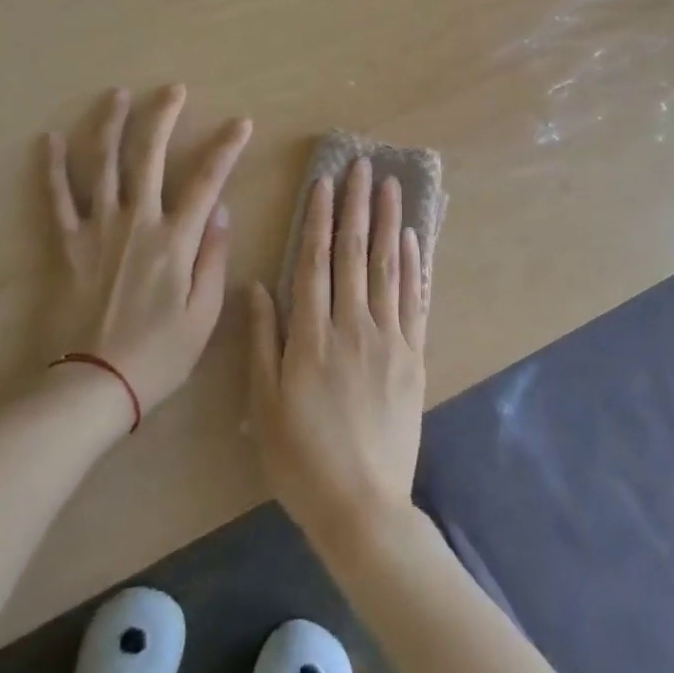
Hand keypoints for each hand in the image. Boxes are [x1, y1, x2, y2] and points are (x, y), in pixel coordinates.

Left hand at [45, 85, 251, 421]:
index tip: (241, 123)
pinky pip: (58, 198)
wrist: (94, 384)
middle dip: (163, 116)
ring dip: (111, 125)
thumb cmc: (159, 354)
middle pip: (150, 155)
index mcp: (175, 239)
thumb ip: (213, 257)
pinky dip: (53, 168)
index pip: (207, 180)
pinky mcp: (68, 243)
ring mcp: (98, 228)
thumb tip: (221, 209)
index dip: (227, 147)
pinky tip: (49, 139)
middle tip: (173, 89)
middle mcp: (137, 221)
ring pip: (104, 164)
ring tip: (117, 95)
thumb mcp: (204, 314)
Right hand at [246, 157, 428, 556]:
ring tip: (392, 186)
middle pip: (355, 253)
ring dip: (389, 222)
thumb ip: (263, 341)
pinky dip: (415, 266)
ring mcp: (389, 340)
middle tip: (363, 165)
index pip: (315, 261)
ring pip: (389, 267)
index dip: (320, 219)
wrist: (363, 507)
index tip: (325, 182)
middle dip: (357, 205)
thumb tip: (257, 286)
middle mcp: (353, 326)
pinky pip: (415, 302)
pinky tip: (413, 239)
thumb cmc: (302, 458)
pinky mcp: (414, 358)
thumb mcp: (264, 404)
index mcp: (312, 335)